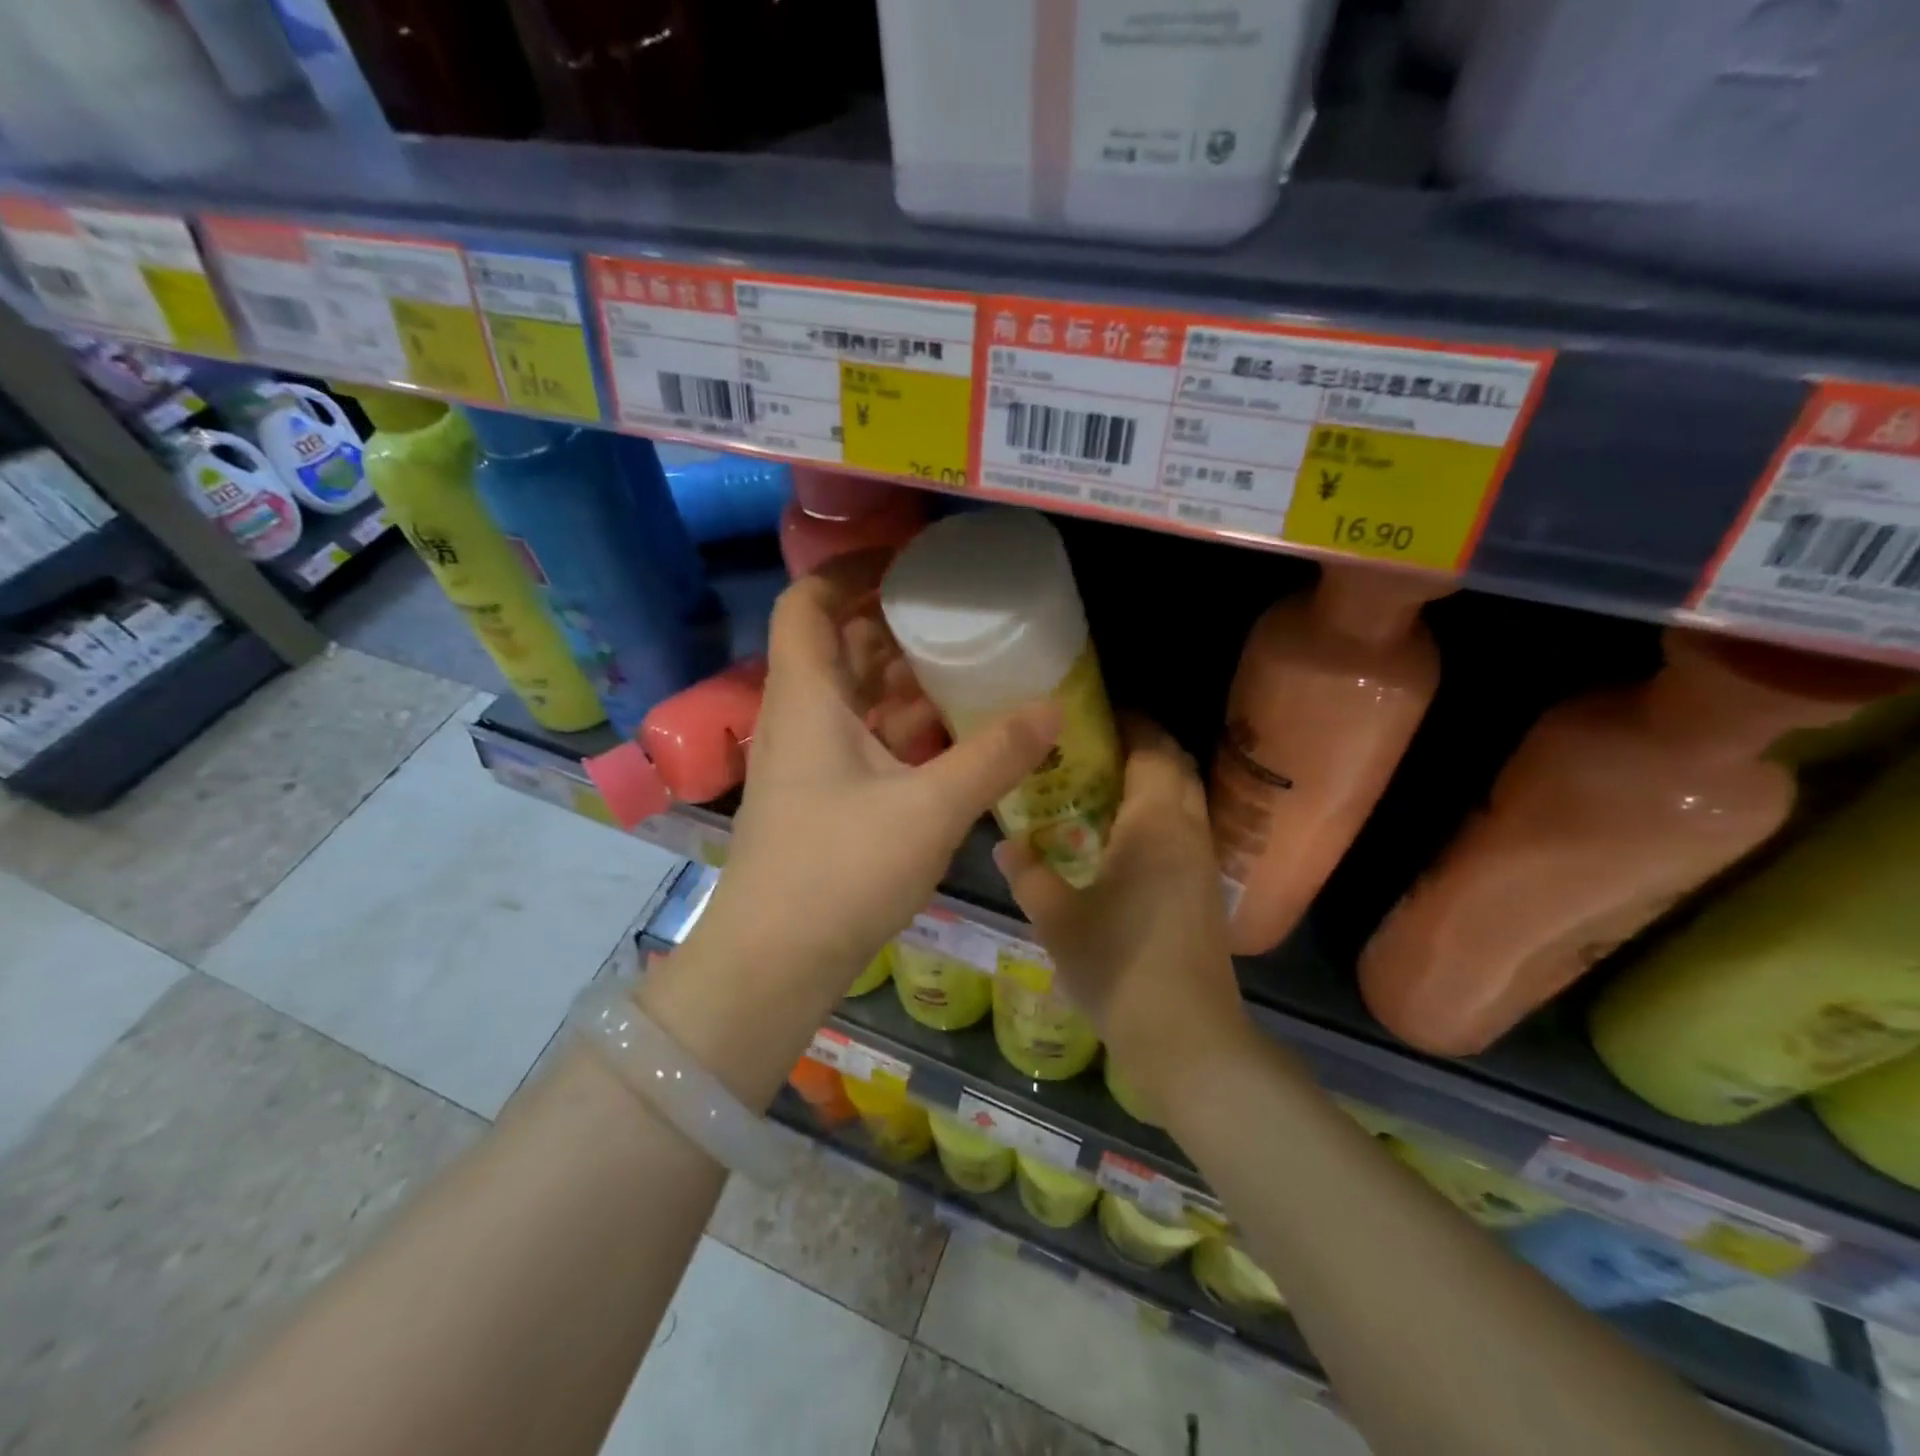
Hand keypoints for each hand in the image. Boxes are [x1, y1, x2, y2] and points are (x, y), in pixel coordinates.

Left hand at [691, 552, 1060, 998]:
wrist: (775, 961)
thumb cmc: (840, 869)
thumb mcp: (930, 807)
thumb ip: (995, 756)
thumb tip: (1053, 711)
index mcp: (807, 697)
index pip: (806, 601)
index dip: (849, 571)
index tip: (908, 565)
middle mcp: (800, 717)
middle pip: (838, 645)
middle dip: (893, 624)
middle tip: (957, 614)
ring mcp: (808, 760)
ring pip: (855, 696)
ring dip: (903, 679)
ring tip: (967, 665)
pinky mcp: (822, 797)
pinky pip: (863, 739)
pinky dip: (902, 727)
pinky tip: (952, 734)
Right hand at [994, 715, 1252, 1115]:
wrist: (1187, 1036)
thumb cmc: (1118, 966)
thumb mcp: (1057, 919)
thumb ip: (1028, 873)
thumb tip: (1003, 843)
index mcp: (1154, 823)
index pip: (1152, 748)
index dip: (1130, 722)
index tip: (1094, 713)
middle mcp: (1188, 830)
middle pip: (1175, 765)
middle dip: (1142, 745)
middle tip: (1092, 746)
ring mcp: (1203, 861)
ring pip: (1185, 798)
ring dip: (1153, 779)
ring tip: (1103, 784)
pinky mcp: (1206, 889)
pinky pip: (1185, 828)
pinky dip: (1159, 813)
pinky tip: (1122, 836)